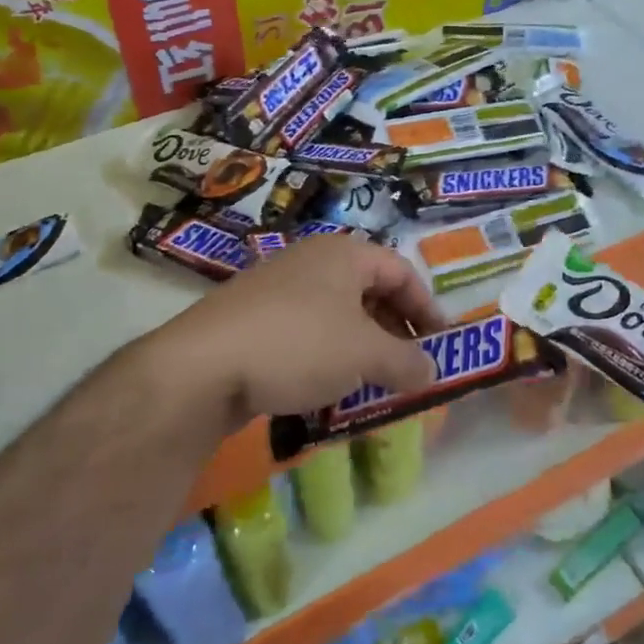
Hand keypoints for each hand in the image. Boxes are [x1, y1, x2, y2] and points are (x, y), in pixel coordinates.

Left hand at [129, 237, 443, 431]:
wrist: (203, 367)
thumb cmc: (299, 344)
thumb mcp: (365, 355)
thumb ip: (407, 362)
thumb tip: (433, 371)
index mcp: (343, 254)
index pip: (401, 270)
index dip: (427, 306)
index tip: (440, 344)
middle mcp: (311, 261)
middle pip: (369, 290)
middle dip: (395, 330)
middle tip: (409, 367)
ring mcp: (277, 288)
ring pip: (337, 315)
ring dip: (362, 347)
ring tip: (373, 383)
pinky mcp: (253, 319)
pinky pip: (306, 332)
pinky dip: (328, 356)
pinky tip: (327, 390)